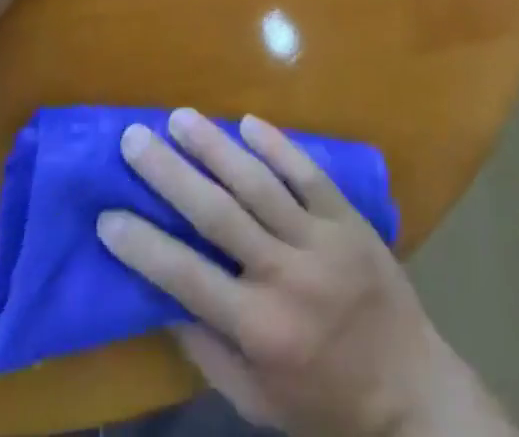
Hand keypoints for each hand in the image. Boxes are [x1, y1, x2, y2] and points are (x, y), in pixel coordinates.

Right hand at [97, 110, 512, 436]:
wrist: (410, 388)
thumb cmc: (323, 400)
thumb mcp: (257, 400)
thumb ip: (208, 351)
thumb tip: (162, 297)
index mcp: (258, 329)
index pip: (187, 278)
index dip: (144, 246)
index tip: (108, 214)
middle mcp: (284, 277)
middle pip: (217, 215)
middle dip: (170, 174)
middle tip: (135, 138)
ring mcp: (320, 240)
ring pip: (259, 183)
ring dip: (215, 146)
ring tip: (180, 117)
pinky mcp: (347, 217)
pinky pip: (308, 173)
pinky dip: (277, 145)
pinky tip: (248, 123)